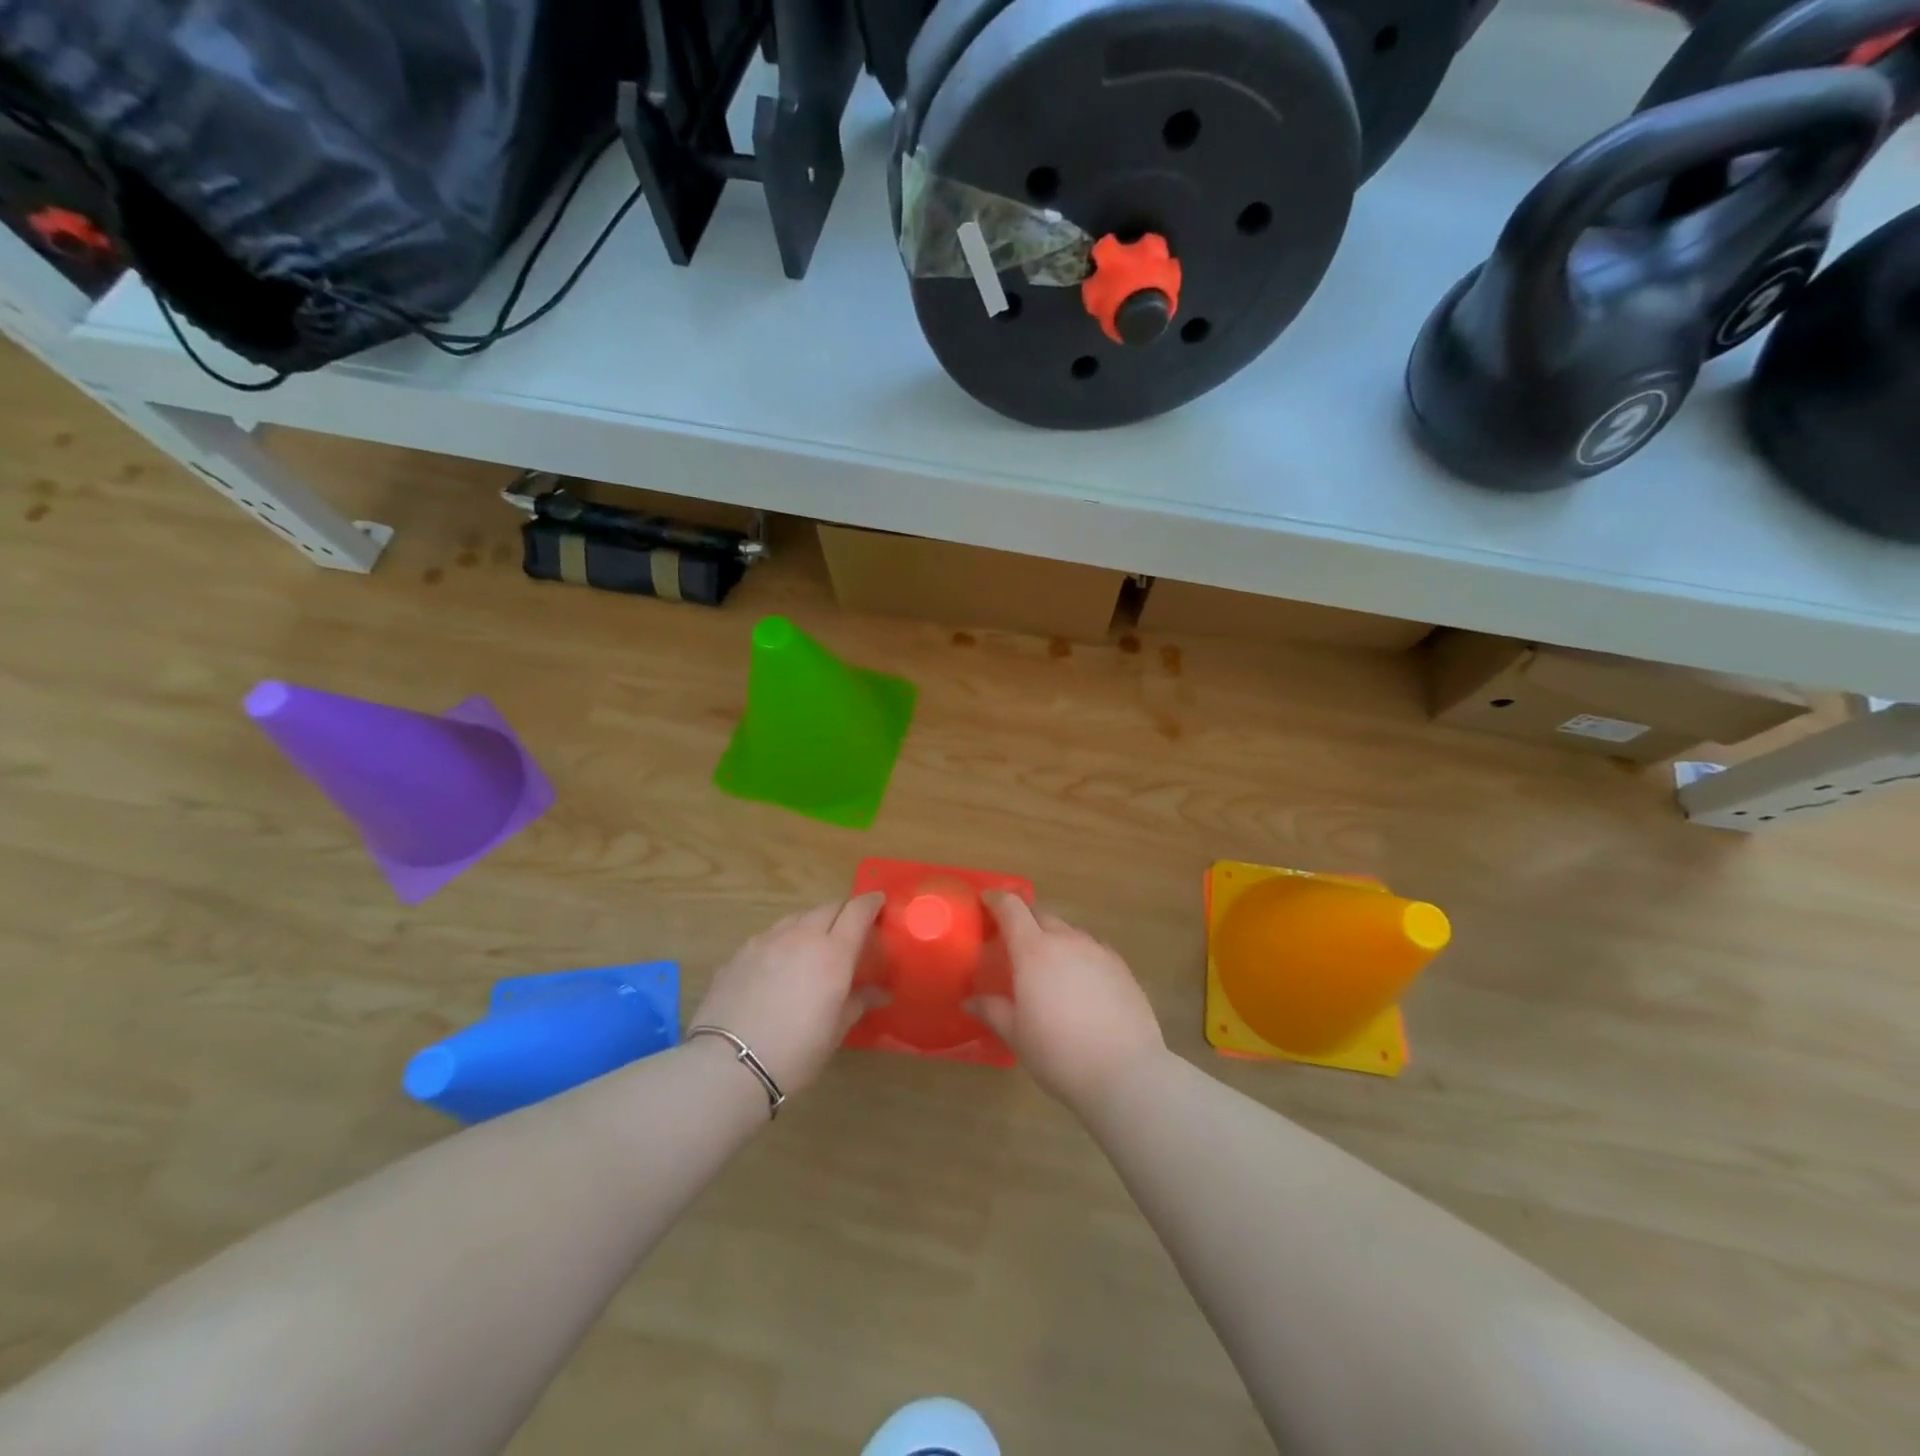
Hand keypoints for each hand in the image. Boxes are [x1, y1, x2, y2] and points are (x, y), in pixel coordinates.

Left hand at [691, 894, 886, 1096]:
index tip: (878, 903)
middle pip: (828, 908)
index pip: (857, 911)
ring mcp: (767, 940)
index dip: (870, 903)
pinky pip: (770, 935)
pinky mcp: (740, 952)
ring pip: (797, 918)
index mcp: (833, 952)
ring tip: (813, 945)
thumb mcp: (835, 1031)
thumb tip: (880, 993)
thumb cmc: (795, 1051)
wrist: (729, 1064)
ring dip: (812, 924)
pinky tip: (779, 963)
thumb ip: (858, 1002)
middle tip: (849, 930)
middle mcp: (802, 936)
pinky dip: (784, 940)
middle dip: (843, 912)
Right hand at [969, 893, 1165, 1113]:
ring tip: (1049, 969)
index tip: (986, 904)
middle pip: (1041, 915)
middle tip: (1014, 945)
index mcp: (1034, 951)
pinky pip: (1093, 949)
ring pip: (1069, 932)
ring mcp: (1098, 951)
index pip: (1011, 908)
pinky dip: (1079, 957)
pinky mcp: (1122, 967)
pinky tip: (1080, 985)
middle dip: (1025, 922)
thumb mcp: (1016, 1035)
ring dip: (1054, 940)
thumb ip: (992, 1010)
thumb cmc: (1058, 1053)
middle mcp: (1066, 940)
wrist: (1125, 1072)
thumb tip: (970, 999)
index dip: (996, 901)